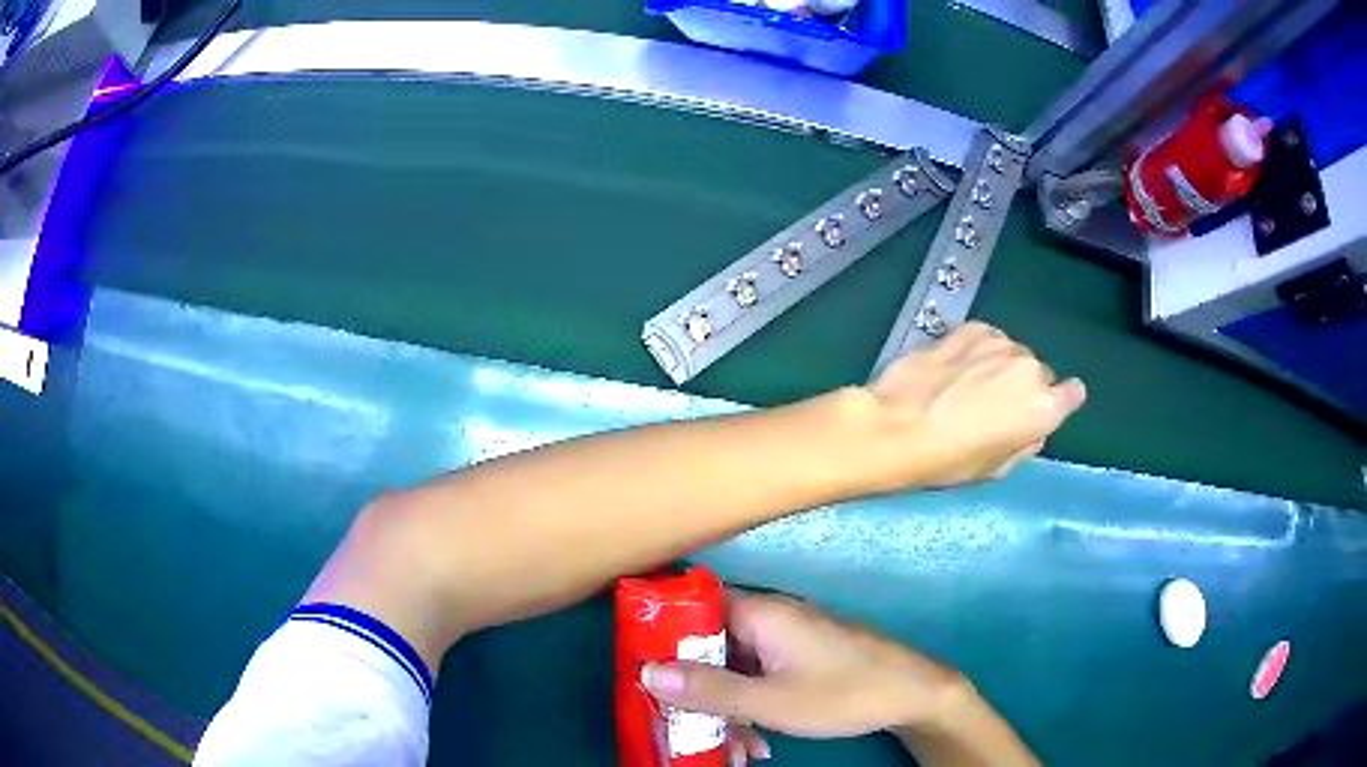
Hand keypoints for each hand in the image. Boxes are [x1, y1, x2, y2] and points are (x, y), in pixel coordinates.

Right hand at [641, 592, 963, 742]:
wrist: (914, 693)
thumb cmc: (843, 693)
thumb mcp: (770, 701)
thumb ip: (708, 689)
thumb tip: (646, 671)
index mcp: (761, 613)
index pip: (694, 609)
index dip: (664, 637)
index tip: (645, 672)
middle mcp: (771, 617)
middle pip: (713, 647)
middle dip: (698, 692)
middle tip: (687, 728)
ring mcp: (788, 639)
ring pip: (737, 669)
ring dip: (727, 709)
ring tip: (732, 751)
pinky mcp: (802, 657)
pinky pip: (761, 677)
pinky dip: (752, 707)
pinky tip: (759, 743)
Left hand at [862, 322, 1085, 490]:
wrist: (898, 425)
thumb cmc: (949, 460)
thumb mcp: (997, 469)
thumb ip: (1025, 443)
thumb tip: (1031, 429)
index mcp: (1044, 408)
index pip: (1073, 394)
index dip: (1060, 401)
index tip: (1043, 409)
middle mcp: (1031, 369)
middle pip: (1038, 375)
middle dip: (1023, 387)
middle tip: (992, 406)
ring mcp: (1001, 343)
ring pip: (1012, 354)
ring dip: (1000, 366)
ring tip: (968, 386)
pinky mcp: (972, 328)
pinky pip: (987, 339)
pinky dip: (977, 350)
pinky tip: (955, 367)